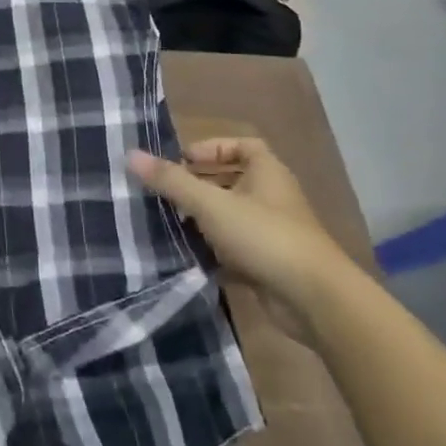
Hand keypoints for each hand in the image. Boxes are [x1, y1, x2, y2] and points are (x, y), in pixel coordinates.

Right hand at [127, 138, 360, 319]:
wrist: (314, 300)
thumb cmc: (264, 236)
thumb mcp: (211, 204)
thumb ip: (171, 181)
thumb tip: (131, 154)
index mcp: (267, 173)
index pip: (242, 146)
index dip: (212, 148)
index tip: (182, 161)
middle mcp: (271, 197)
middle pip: (232, 180)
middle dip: (198, 184)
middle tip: (165, 192)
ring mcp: (271, 232)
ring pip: (230, 215)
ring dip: (201, 218)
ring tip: (168, 221)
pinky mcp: (267, 263)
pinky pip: (233, 247)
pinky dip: (211, 249)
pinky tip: (186, 254)